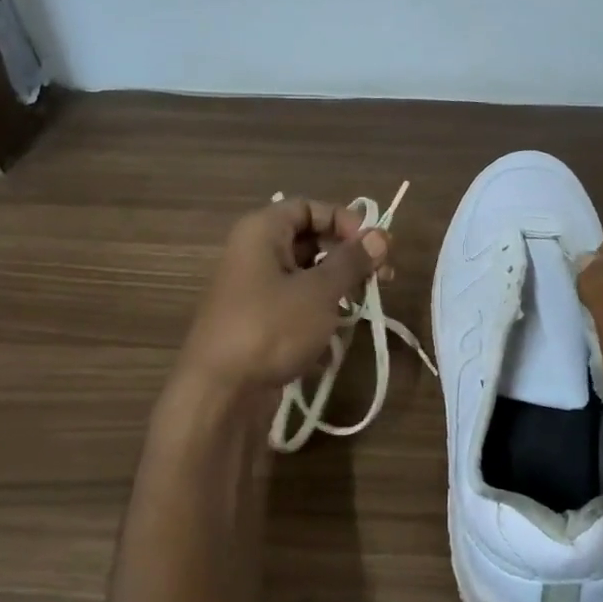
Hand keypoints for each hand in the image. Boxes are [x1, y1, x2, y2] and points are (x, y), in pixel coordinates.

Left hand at [176, 197, 392, 397]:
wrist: (220, 394)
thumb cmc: (271, 328)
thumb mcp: (319, 292)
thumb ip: (352, 261)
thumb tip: (381, 234)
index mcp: (261, 232)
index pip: (308, 207)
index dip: (344, 220)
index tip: (373, 246)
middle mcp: (254, 253)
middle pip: (308, 239)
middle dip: (347, 255)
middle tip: (381, 278)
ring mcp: (254, 289)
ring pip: (305, 274)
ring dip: (338, 284)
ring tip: (365, 304)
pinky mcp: (259, 321)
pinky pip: (295, 302)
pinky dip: (320, 309)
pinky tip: (342, 329)